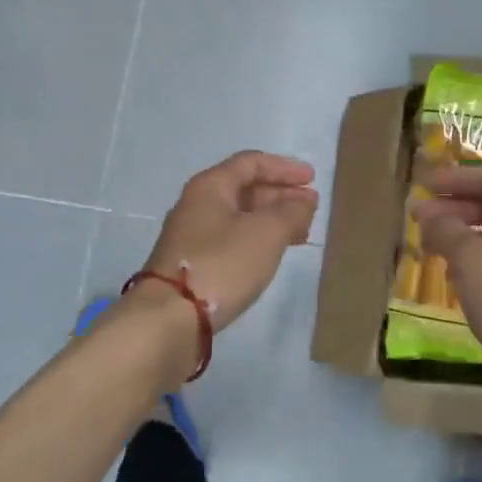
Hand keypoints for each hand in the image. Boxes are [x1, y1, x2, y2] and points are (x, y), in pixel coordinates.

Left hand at [142, 151, 318, 331]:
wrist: (169, 318)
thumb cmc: (221, 264)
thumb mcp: (266, 233)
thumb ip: (291, 211)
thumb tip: (303, 201)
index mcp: (210, 187)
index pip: (250, 163)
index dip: (284, 168)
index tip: (312, 179)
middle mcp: (197, 205)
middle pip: (244, 189)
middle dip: (280, 195)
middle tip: (310, 208)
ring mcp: (192, 236)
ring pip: (239, 217)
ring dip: (272, 220)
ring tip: (300, 233)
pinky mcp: (194, 264)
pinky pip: (232, 240)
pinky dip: (257, 240)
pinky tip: (272, 255)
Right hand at [412, 164, 481, 393]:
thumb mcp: (475, 265)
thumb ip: (449, 232)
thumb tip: (430, 214)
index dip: (455, 179)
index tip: (423, 186)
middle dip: (455, 208)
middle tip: (419, 221)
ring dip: (464, 236)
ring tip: (432, 248)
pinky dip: (477, 261)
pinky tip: (458, 279)